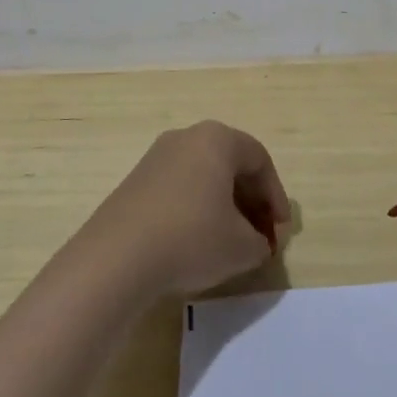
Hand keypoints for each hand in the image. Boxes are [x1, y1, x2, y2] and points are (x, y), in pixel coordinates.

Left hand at [81, 121, 290, 299]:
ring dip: (224, 206)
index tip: (280, 230)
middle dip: (251, 202)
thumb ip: (260, 241)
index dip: (276, 197)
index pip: (260, 161)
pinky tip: (196, 242)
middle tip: (260, 236)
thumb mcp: (242, 247)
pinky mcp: (135, 182)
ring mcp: (156, 158)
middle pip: (231, 165)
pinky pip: (179, 189)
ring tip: (230, 242)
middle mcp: (186, 137)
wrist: (116, 259)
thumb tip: (256, 241)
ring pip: (204, 177)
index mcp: (217, 139)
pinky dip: (196, 210)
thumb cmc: (191, 239)